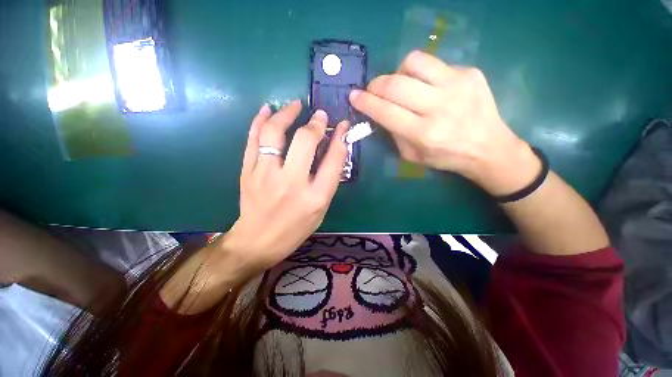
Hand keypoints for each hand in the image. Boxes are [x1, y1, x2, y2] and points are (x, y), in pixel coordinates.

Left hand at [223, 100, 348, 270]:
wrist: (257, 241)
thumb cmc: (295, 229)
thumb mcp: (321, 209)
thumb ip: (328, 180)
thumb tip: (333, 149)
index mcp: (315, 197)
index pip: (333, 160)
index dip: (340, 137)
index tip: (341, 125)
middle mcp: (291, 183)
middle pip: (305, 141)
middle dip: (315, 123)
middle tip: (319, 115)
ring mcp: (265, 176)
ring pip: (274, 134)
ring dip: (286, 114)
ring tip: (295, 105)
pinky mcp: (247, 172)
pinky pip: (252, 140)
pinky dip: (259, 121)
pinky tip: (267, 109)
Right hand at [349, 50, 539, 195]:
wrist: (489, 147)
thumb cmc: (446, 157)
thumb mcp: (412, 155)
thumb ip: (394, 133)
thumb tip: (380, 112)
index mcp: (424, 133)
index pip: (385, 111)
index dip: (365, 102)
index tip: (354, 96)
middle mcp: (439, 107)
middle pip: (396, 84)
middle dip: (376, 85)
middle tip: (372, 90)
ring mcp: (457, 85)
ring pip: (414, 62)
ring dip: (398, 72)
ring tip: (399, 84)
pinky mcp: (470, 73)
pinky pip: (434, 64)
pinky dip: (421, 74)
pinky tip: (426, 86)